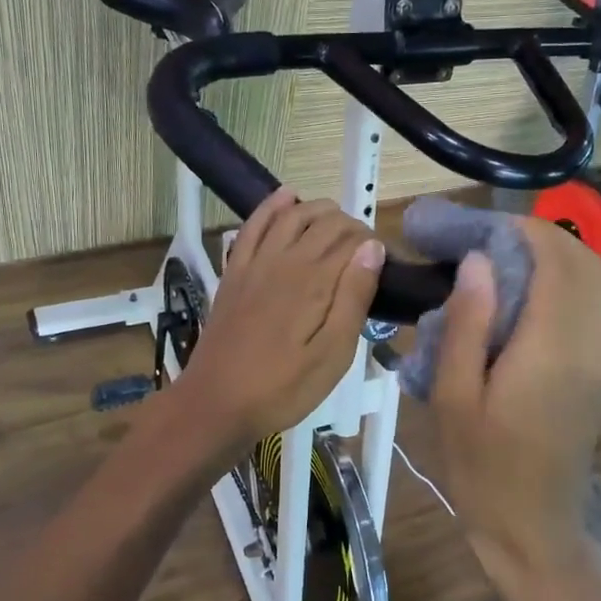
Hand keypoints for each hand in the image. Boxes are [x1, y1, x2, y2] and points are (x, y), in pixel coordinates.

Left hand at [170, 188, 385, 454]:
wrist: (216, 403)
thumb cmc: (283, 387)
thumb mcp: (333, 355)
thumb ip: (353, 298)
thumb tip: (373, 248)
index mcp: (314, 280)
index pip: (352, 240)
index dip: (372, 244)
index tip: (384, 264)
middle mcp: (284, 259)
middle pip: (324, 222)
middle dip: (351, 227)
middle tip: (365, 254)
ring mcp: (254, 262)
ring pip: (291, 216)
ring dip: (318, 210)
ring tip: (338, 222)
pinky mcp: (234, 272)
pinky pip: (253, 226)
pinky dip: (271, 207)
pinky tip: (286, 197)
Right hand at [429, 218, 600, 586]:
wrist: (533, 529)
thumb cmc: (482, 470)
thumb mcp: (454, 398)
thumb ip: (468, 324)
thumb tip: (479, 262)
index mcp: (550, 348)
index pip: (553, 259)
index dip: (518, 230)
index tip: (475, 227)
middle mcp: (586, 344)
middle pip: (581, 262)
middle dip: (535, 237)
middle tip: (482, 241)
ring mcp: (598, 359)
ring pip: (590, 282)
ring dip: (549, 259)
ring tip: (495, 265)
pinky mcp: (595, 373)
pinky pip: (586, 308)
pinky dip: (557, 286)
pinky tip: (515, 301)